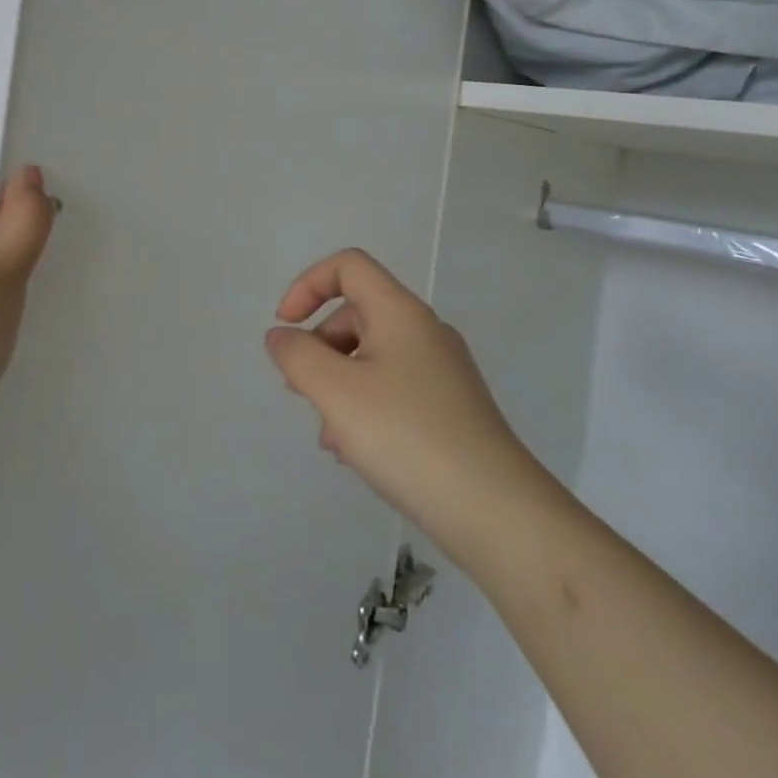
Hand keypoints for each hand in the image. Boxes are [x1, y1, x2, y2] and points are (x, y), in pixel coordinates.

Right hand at [266, 248, 532, 552]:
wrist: (496, 512)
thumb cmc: (406, 437)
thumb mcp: (335, 392)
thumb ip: (297, 355)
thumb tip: (281, 336)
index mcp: (400, 312)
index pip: (348, 266)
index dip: (307, 285)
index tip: (285, 327)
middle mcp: (425, 331)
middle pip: (357, 313)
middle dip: (319, 345)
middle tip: (302, 391)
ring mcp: (442, 371)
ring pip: (372, 356)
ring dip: (338, 383)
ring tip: (329, 435)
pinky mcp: (451, 408)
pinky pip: (393, 388)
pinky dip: (364, 406)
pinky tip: (356, 452)